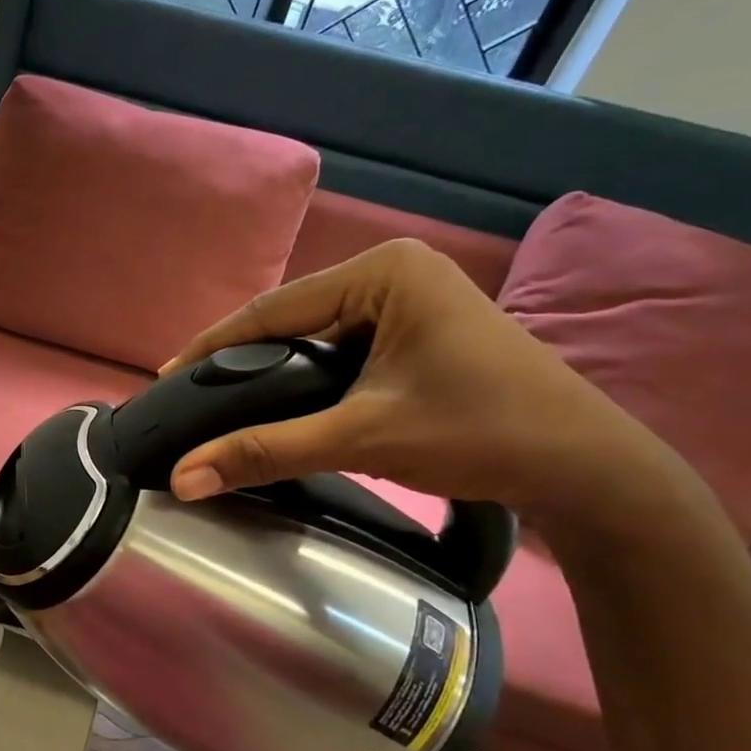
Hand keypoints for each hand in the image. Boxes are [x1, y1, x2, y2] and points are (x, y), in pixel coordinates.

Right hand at [162, 240, 669, 522]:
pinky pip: (342, 351)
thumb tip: (183, 478)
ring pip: (315, 337)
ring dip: (274, 373)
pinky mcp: (420, 330)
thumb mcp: (361, 437)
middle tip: (192, 399)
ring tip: (225, 404)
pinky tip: (283, 403)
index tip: (165, 378)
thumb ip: (266, 451)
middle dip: (242, 361)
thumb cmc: (480, 433)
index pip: (274, 309)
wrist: (586, 469)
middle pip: (292, 320)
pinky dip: (308, 379)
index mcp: (384, 271)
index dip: (212, 347)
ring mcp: (411, 299)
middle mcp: (395, 271)